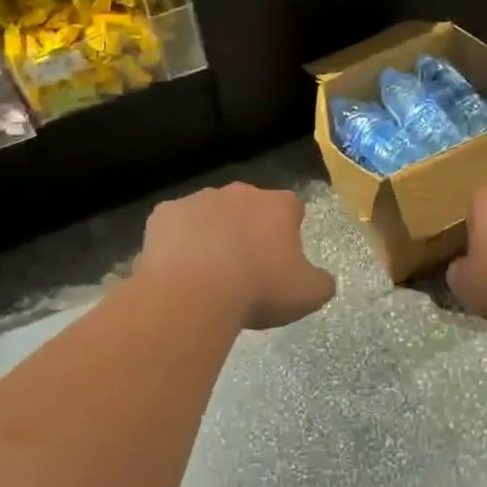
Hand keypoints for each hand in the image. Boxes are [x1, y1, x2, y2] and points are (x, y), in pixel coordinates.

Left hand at [136, 184, 336, 329]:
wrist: (194, 294)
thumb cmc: (258, 290)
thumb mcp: (308, 294)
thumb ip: (322, 281)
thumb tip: (321, 278)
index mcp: (278, 205)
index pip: (292, 208)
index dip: (288, 231)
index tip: (282, 258)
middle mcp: (240, 192)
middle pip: (249, 207)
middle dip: (248, 229)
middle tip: (245, 267)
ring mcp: (199, 199)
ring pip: (210, 213)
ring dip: (212, 233)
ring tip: (207, 272)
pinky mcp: (164, 213)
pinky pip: (175, 225)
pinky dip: (178, 242)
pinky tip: (178, 269)